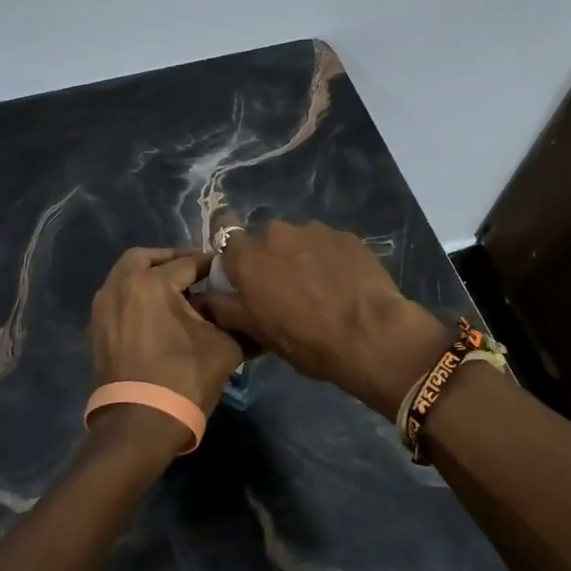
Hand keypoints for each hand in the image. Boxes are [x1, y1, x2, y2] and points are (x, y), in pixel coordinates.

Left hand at [88, 248, 247, 453]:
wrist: (139, 427)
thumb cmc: (183, 379)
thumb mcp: (224, 347)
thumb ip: (236, 320)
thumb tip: (249, 311)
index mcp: (150, 283)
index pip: (188, 263)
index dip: (211, 264)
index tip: (228, 267)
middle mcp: (120, 286)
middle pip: (145, 258)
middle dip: (171, 260)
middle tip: (195, 271)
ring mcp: (102, 309)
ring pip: (126, 276)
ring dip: (149, 276)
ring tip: (178, 293)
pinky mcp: (97, 331)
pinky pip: (117, 299)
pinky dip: (135, 296)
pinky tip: (158, 314)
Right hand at [188, 220, 451, 419]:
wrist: (369, 334)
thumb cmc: (305, 339)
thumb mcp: (255, 332)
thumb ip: (224, 308)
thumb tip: (200, 296)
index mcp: (248, 256)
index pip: (225, 231)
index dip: (233, 249)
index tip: (243, 268)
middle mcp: (276, 232)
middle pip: (267, 240)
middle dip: (273, 258)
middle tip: (287, 289)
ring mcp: (314, 230)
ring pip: (299, 240)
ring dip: (303, 257)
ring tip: (321, 289)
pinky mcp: (346, 235)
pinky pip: (329, 244)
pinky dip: (331, 259)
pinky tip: (344, 285)